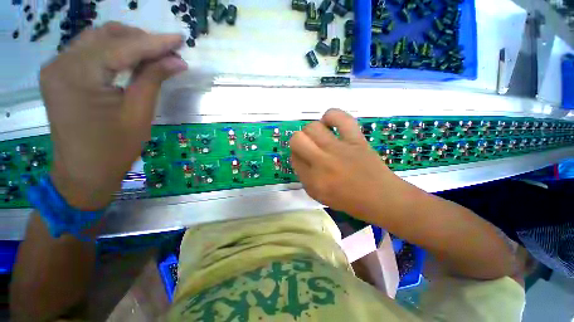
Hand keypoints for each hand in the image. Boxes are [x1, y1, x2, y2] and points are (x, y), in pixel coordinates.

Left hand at [40, 22, 186, 209]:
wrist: (83, 172)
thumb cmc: (114, 149)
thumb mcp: (139, 114)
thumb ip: (154, 79)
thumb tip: (177, 60)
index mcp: (78, 76)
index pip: (123, 47)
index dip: (155, 42)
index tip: (180, 38)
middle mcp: (61, 63)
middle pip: (107, 35)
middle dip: (142, 40)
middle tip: (169, 53)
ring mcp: (56, 67)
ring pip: (97, 39)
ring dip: (128, 43)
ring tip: (154, 56)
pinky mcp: (59, 74)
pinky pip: (90, 51)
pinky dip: (113, 51)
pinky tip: (131, 60)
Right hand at [290, 109, 402, 218]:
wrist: (381, 198)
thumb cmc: (349, 200)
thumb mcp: (319, 195)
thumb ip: (304, 177)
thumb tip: (299, 156)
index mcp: (313, 180)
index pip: (293, 158)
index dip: (296, 155)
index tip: (304, 157)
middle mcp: (322, 162)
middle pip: (297, 139)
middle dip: (298, 141)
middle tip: (308, 147)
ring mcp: (339, 149)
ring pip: (312, 127)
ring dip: (311, 130)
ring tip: (319, 136)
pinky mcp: (355, 139)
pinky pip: (340, 118)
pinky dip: (331, 116)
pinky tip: (330, 123)